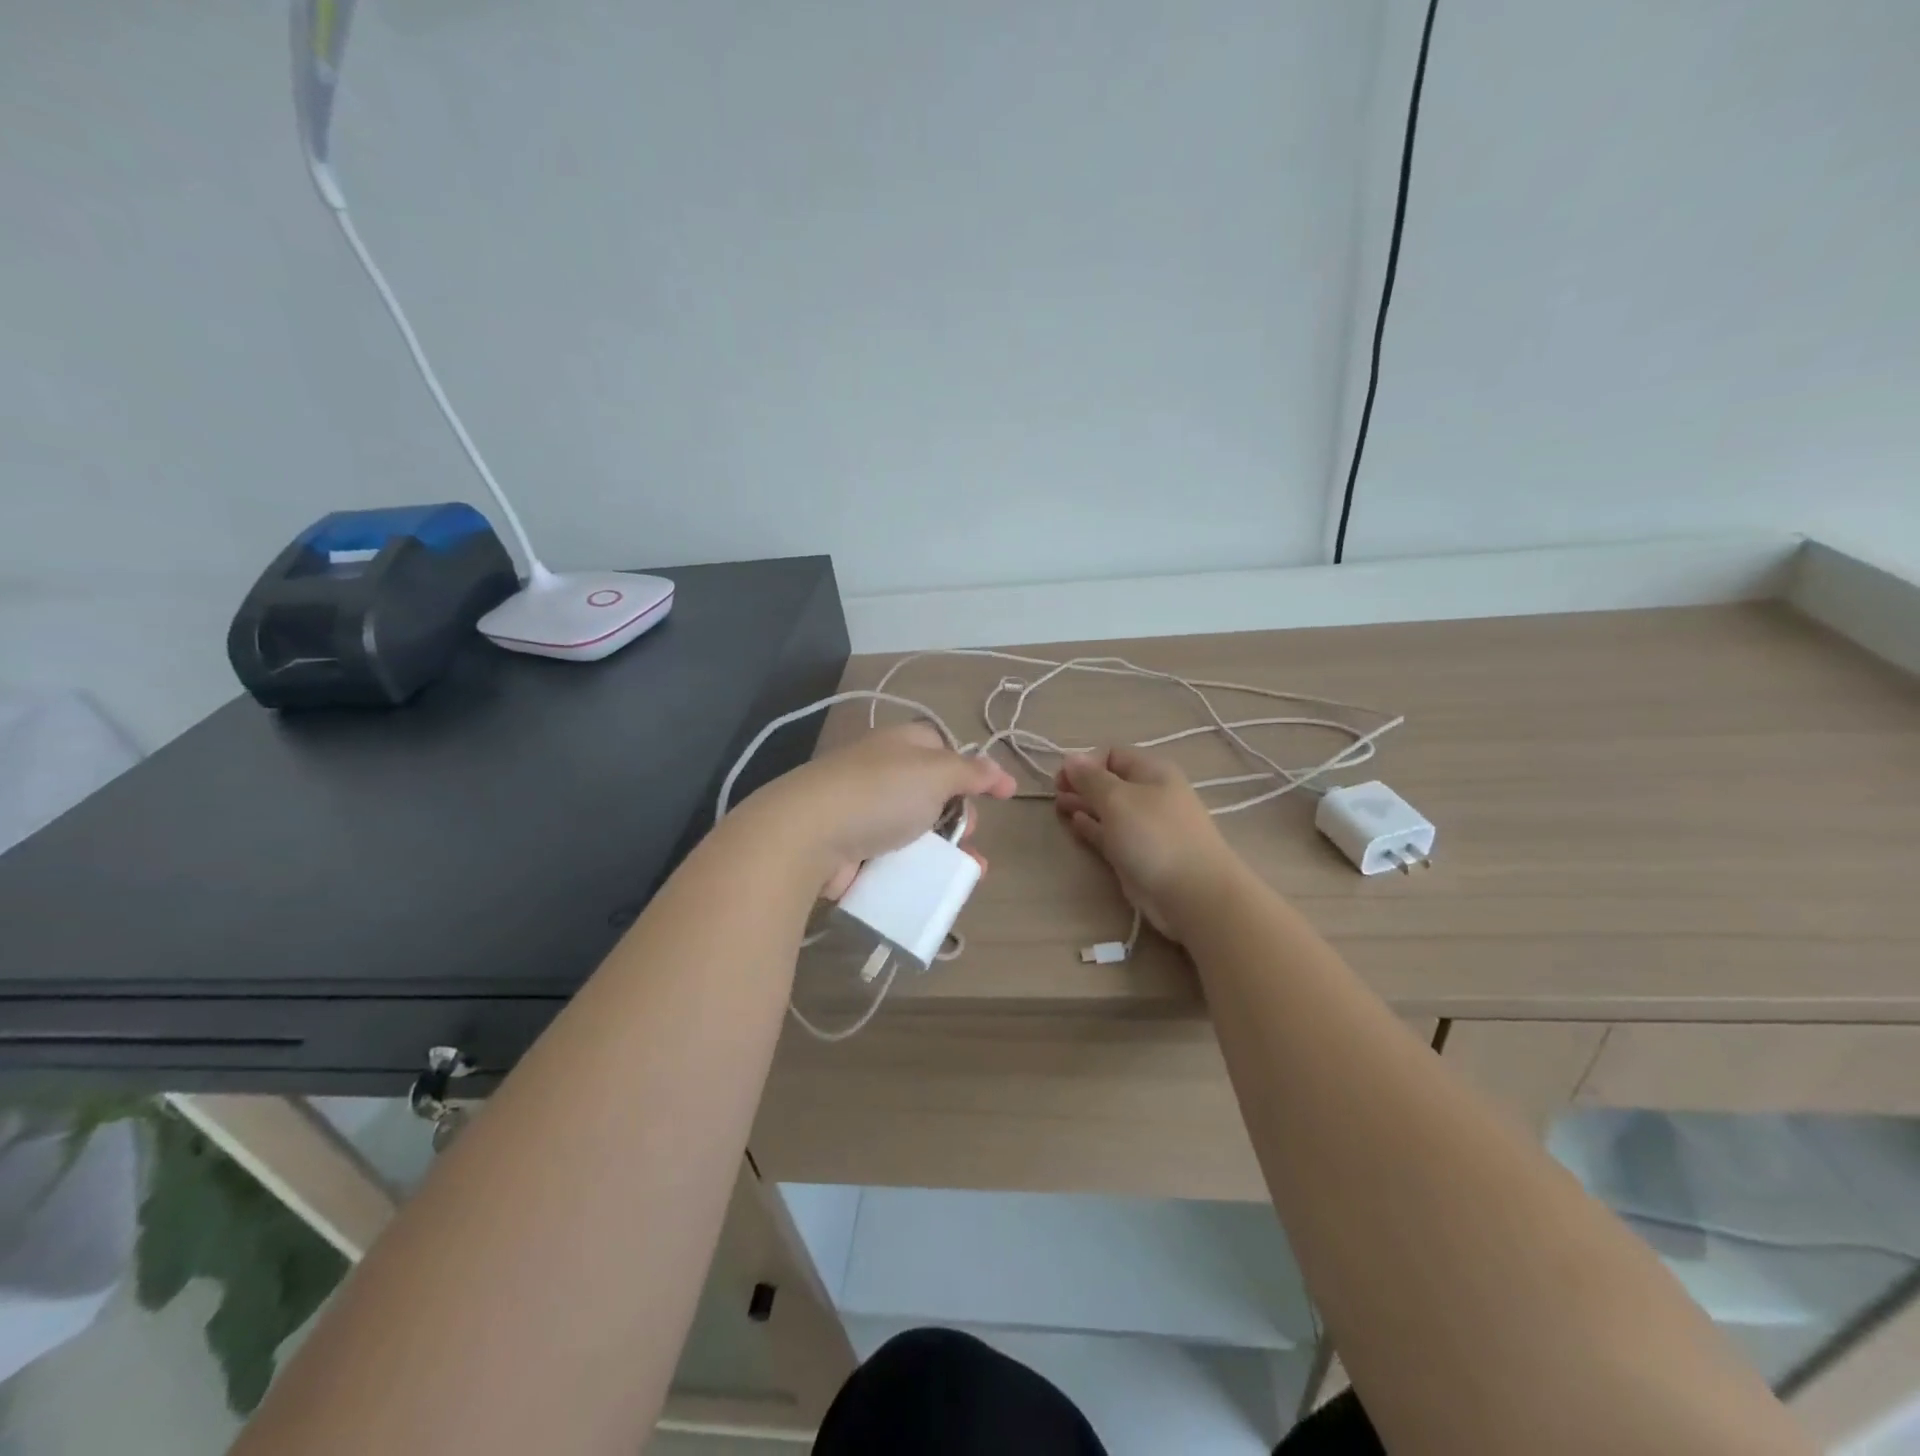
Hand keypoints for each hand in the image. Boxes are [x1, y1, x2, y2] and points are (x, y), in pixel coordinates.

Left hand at [754, 723, 1016, 897]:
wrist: (809, 834)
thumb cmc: (880, 793)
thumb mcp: (937, 772)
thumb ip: (972, 771)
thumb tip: (999, 771)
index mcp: (901, 744)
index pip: (943, 748)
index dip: (972, 770)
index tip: (998, 795)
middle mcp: (882, 772)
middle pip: (934, 793)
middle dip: (960, 817)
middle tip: (968, 835)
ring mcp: (864, 811)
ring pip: (916, 830)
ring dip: (945, 851)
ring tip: (968, 873)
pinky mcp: (851, 848)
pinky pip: (894, 858)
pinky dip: (915, 871)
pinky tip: (934, 887)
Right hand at [1054, 747, 1245, 942]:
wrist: (1192, 894)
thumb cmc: (1154, 836)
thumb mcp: (1118, 799)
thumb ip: (1090, 779)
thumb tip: (1070, 758)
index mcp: (1152, 772)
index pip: (1113, 754)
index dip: (1085, 762)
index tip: (1062, 779)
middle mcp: (1150, 795)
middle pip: (1110, 781)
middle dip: (1081, 783)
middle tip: (1055, 793)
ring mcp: (1145, 826)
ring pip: (1108, 808)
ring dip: (1084, 804)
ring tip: (1059, 807)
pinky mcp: (1138, 854)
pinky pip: (1110, 833)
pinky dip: (1092, 827)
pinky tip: (1075, 824)